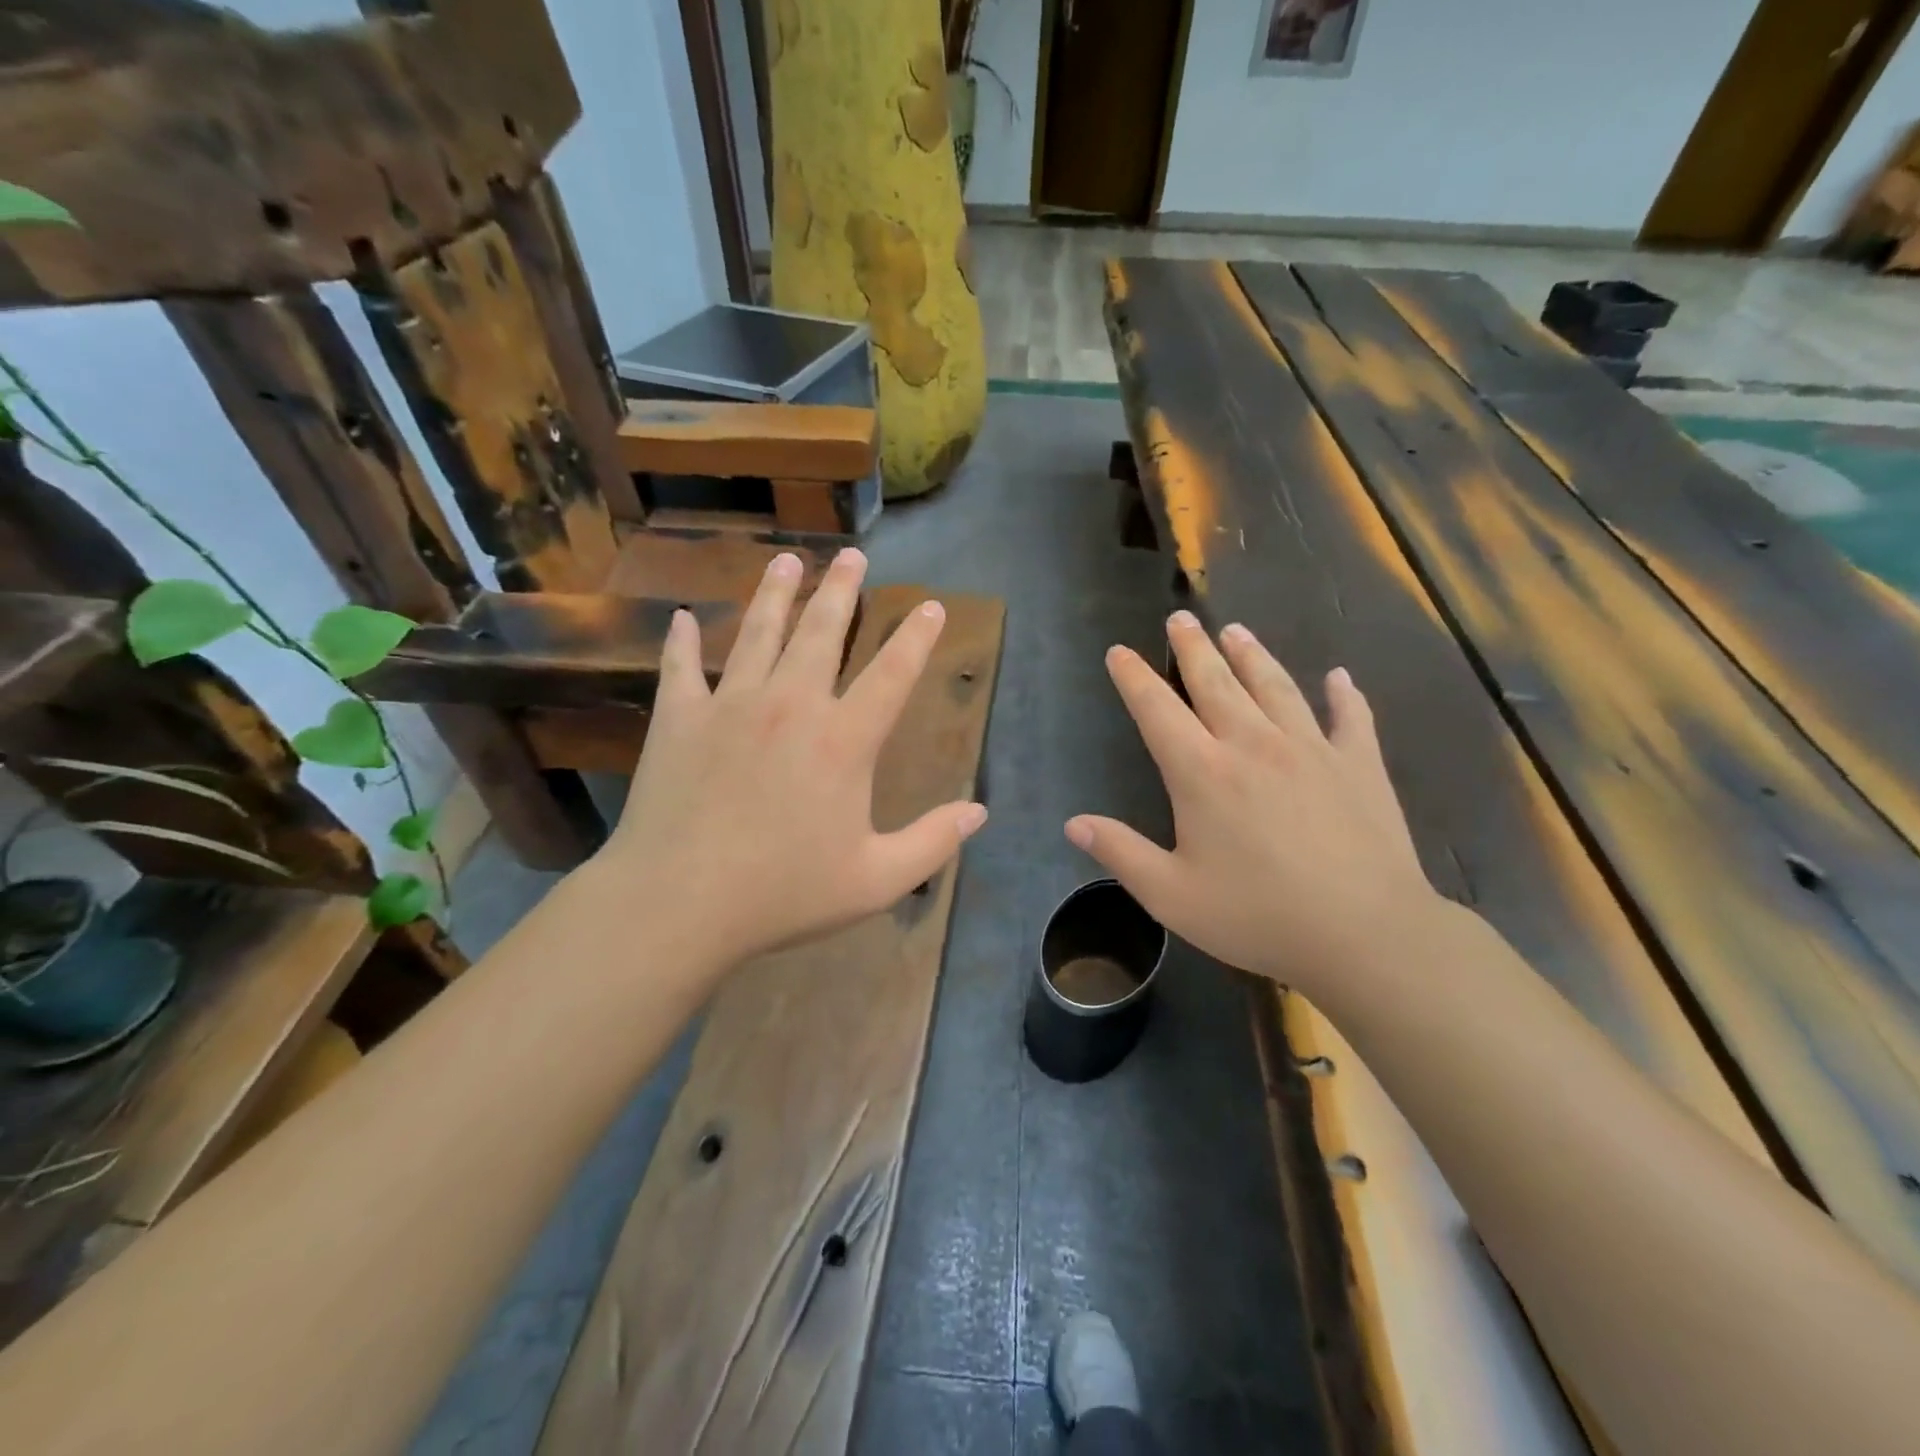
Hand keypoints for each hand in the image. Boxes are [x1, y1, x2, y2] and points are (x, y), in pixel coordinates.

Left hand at [600, 548, 987, 975]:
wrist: (679, 903)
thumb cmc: (784, 893)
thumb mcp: (875, 880)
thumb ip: (932, 843)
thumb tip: (979, 812)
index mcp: (843, 739)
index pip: (892, 673)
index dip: (916, 638)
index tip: (929, 606)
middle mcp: (791, 705)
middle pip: (822, 632)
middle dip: (841, 590)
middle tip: (852, 555)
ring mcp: (730, 706)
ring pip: (758, 633)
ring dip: (775, 593)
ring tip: (786, 560)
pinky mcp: (679, 719)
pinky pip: (681, 668)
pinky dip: (682, 643)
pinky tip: (681, 620)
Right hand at [1066, 611, 1438, 999]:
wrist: (1366, 934)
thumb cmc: (1258, 916)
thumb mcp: (1171, 896)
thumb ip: (1120, 854)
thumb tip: (1073, 823)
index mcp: (1202, 772)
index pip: (1157, 710)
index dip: (1134, 678)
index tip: (1119, 652)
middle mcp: (1252, 744)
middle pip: (1215, 682)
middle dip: (1192, 647)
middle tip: (1180, 617)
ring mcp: (1311, 749)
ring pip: (1275, 686)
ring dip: (1252, 655)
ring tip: (1236, 630)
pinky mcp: (1359, 765)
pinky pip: (1350, 717)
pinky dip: (1344, 695)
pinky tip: (1340, 677)